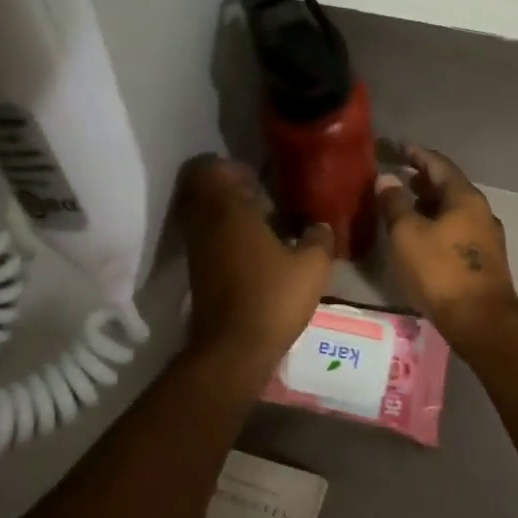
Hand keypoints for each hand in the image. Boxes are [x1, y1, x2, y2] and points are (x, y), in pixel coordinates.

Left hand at [174, 155, 334, 376]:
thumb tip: (320, 224)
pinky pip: (205, 238)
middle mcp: (205, 224)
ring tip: (259, 222)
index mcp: (229, 211)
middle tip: (256, 194)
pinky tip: (253, 250)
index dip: (227, 167)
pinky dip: (222, 235)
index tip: (253, 175)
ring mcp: (197, 250)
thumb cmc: (273, 298)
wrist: (233, 350)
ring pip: (202, 215)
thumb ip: (319, 238)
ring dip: (224, 212)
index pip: (209, 170)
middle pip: (200, 190)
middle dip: (224, 187)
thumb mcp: (312, 266)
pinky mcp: (197, 272)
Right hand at [375, 144, 517, 346]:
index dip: (415, 153)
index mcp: (464, 197)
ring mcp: (487, 236)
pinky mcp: (485, 260)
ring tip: (404, 206)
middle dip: (422, 179)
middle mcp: (481, 211)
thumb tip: (386, 179)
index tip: (396, 147)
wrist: (480, 320)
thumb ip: (395, 203)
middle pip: (449, 185)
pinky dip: (438, 223)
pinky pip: (458, 229)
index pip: (438, 163)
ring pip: (454, 209)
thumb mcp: (407, 234)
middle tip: (397, 177)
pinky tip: (422, 236)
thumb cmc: (439, 271)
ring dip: (429, 203)